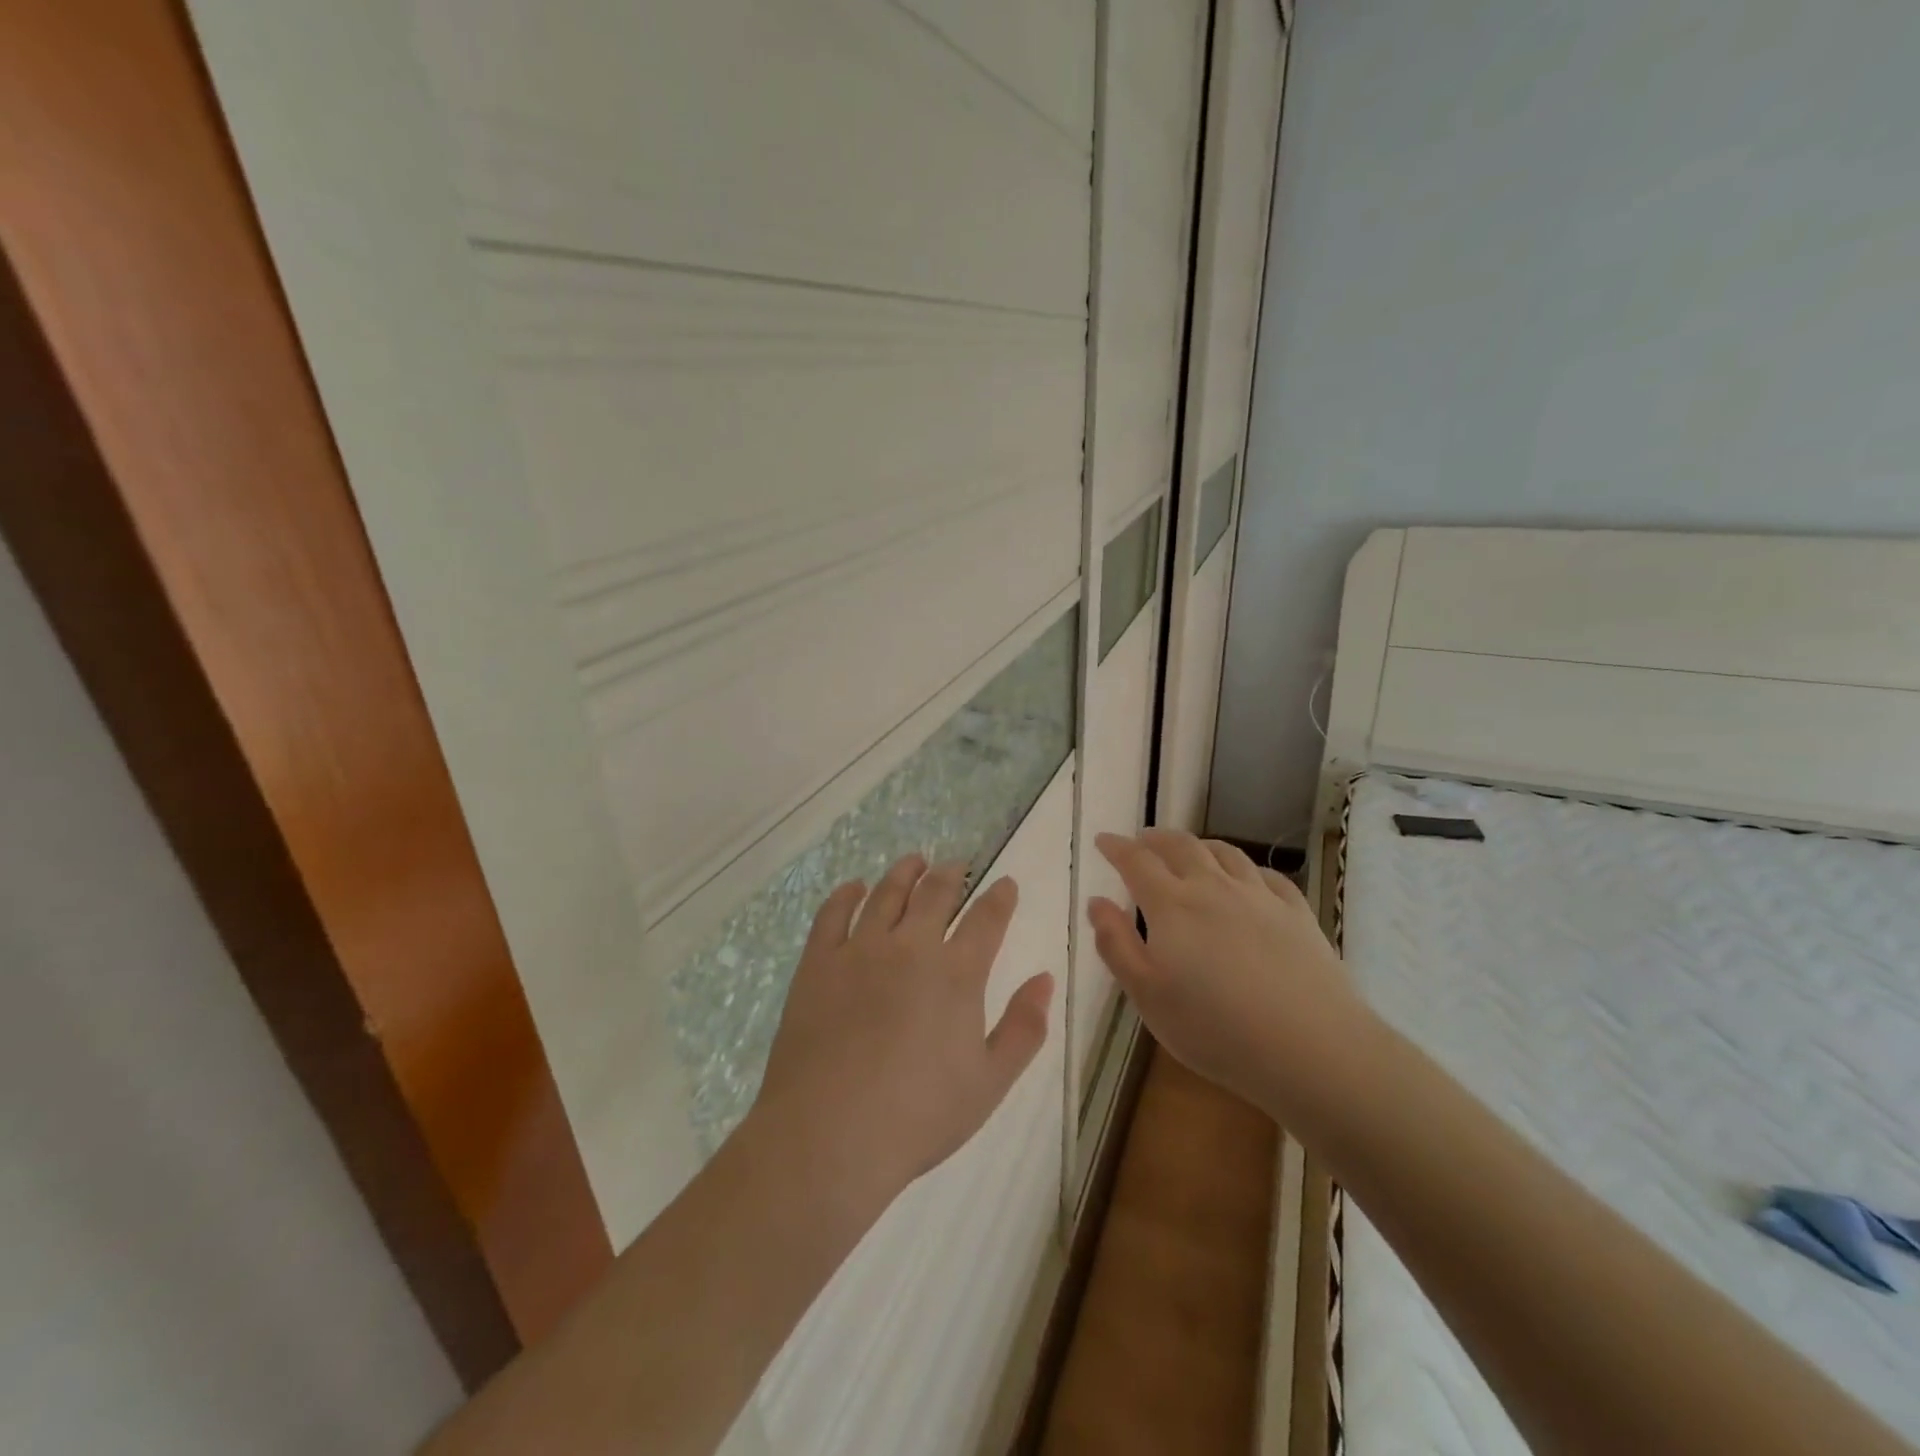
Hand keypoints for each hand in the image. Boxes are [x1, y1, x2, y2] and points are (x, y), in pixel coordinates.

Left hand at [749, 855, 1054, 1210]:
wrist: (830, 1133)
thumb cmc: (919, 1115)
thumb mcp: (989, 1082)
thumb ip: (1024, 1028)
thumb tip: (1045, 979)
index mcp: (957, 974)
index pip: (986, 919)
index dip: (1000, 897)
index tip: (1006, 883)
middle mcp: (911, 947)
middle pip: (935, 894)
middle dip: (951, 874)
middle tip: (956, 863)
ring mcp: (860, 950)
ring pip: (887, 894)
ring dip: (904, 872)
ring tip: (914, 860)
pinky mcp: (818, 962)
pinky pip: (833, 914)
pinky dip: (847, 894)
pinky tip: (855, 887)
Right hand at [1088, 830, 1370, 1119]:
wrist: (1311, 1047)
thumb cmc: (1215, 1028)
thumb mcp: (1147, 995)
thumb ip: (1117, 945)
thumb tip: (1097, 903)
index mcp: (1172, 905)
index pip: (1136, 862)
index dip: (1116, 847)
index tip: (1103, 840)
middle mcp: (1213, 888)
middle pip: (1180, 847)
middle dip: (1155, 839)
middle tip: (1141, 839)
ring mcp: (1259, 897)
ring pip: (1224, 853)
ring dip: (1199, 845)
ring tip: (1189, 849)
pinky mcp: (1296, 913)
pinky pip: (1267, 875)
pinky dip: (1246, 868)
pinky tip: (1246, 878)